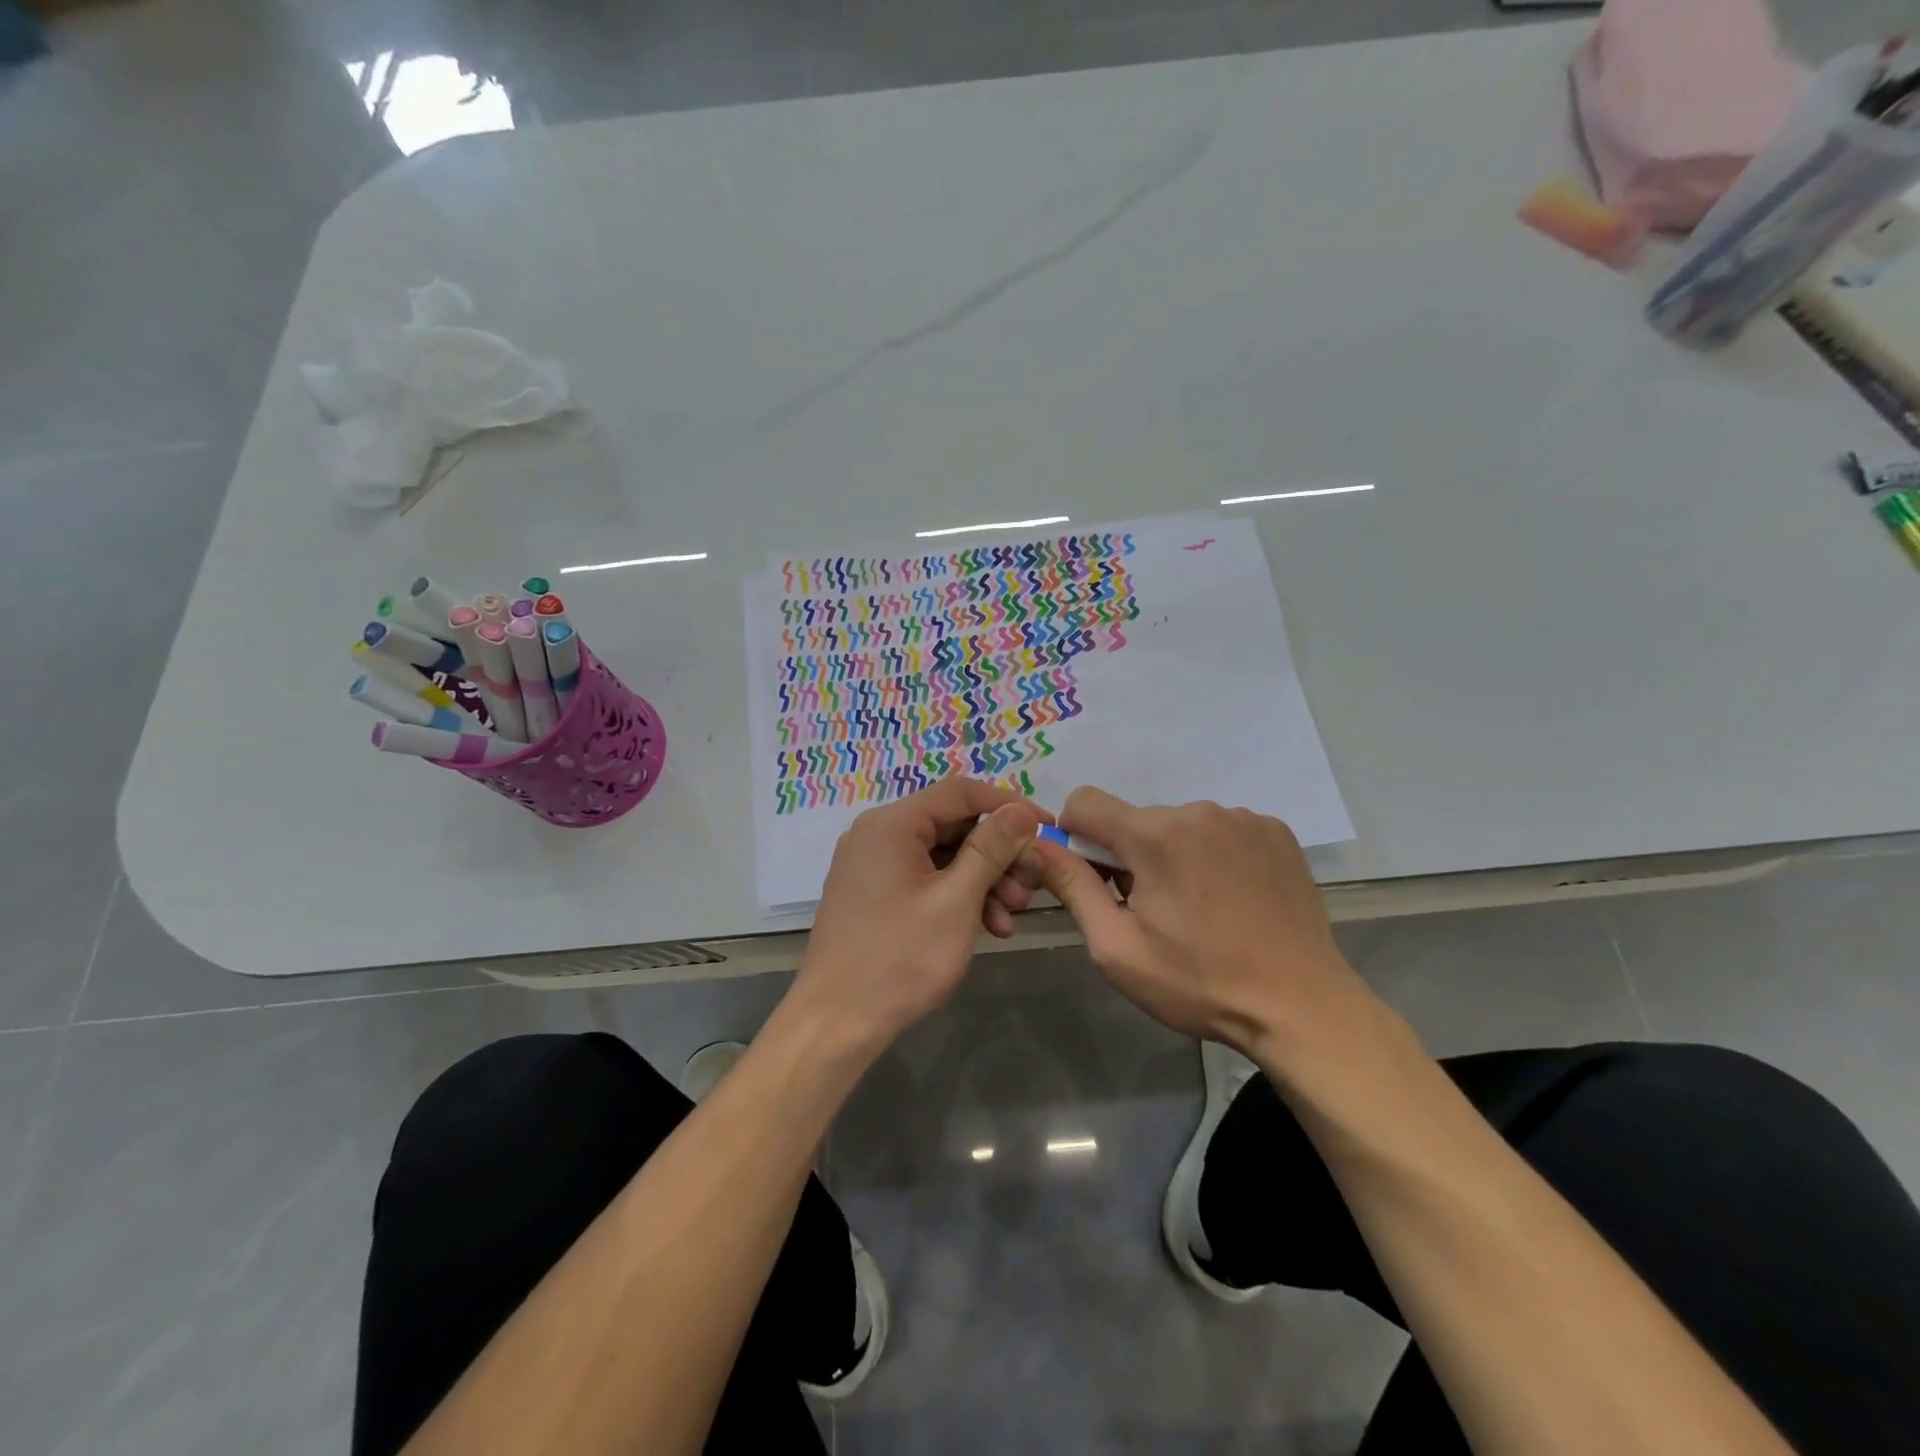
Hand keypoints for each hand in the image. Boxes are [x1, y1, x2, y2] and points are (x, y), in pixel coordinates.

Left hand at [794, 778, 1047, 1052]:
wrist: (836, 1023)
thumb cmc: (900, 958)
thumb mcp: (956, 901)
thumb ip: (990, 849)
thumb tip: (1020, 811)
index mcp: (891, 824)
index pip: (960, 792)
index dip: (1008, 805)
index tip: (1047, 827)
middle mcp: (878, 834)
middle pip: (953, 825)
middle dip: (998, 854)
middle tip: (1032, 883)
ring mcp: (873, 866)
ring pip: (943, 856)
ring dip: (983, 880)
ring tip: (1012, 916)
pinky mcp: (875, 895)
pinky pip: (926, 880)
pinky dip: (958, 897)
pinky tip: (988, 927)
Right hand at [1032, 788, 1389, 1068]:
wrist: (1302, 1008)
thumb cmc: (1199, 983)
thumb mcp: (1117, 947)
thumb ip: (1071, 887)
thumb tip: (1036, 846)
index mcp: (1155, 835)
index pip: (1085, 802)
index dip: (1074, 836)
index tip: (1092, 878)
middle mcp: (1198, 811)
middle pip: (1135, 819)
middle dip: (1129, 855)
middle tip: (1151, 911)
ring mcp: (1244, 818)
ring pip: (1179, 825)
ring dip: (1172, 855)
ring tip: (1197, 910)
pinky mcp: (1277, 832)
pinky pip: (1222, 830)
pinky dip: (1213, 855)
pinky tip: (1232, 899)